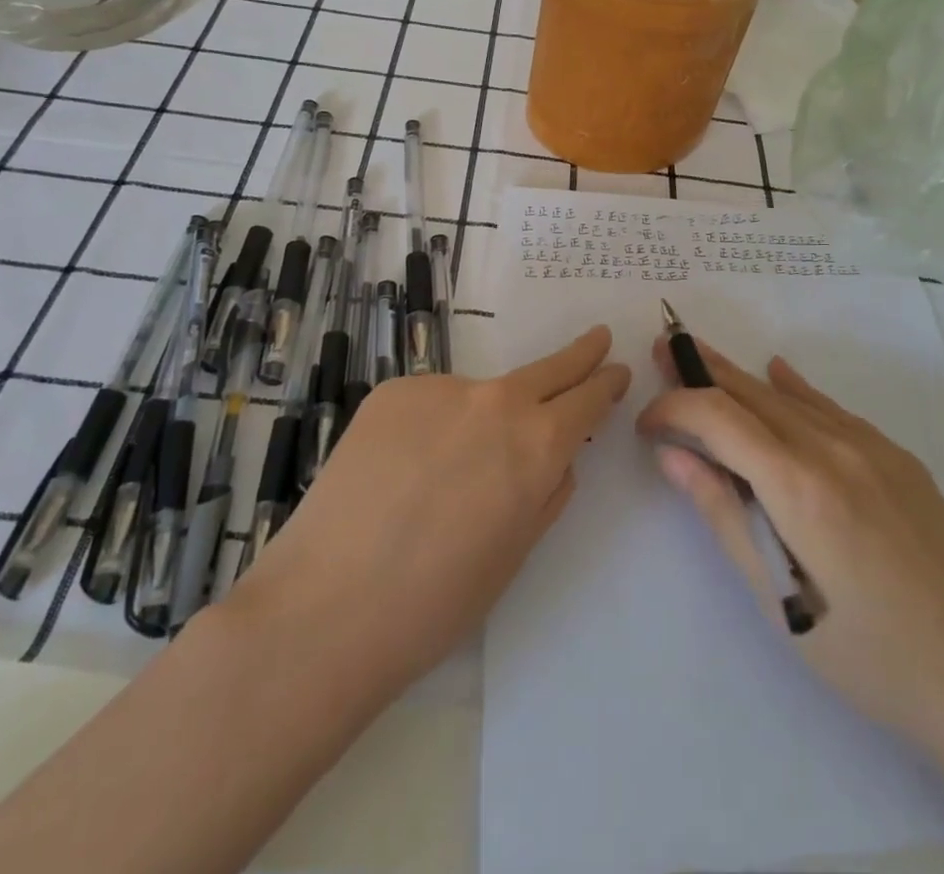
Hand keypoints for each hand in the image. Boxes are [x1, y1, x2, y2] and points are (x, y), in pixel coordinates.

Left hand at [230, 326, 629, 703]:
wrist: (328, 606)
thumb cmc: (436, 601)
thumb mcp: (514, 553)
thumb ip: (546, 493)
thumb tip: (555, 459)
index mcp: (538, 446)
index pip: (587, 399)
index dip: (605, 384)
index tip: (615, 371)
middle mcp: (497, 402)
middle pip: (549, 367)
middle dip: (579, 354)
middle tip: (597, 337)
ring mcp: (442, 389)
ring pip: (479, 395)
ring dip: (479, 419)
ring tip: (440, 477)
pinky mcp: (394, 390)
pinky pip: (430, 402)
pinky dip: (429, 426)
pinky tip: (400, 471)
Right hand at [636, 337, 943, 764]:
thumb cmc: (867, 658)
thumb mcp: (778, 599)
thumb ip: (723, 514)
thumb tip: (672, 454)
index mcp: (799, 486)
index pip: (718, 418)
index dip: (674, 408)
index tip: (645, 423)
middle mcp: (834, 449)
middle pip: (752, 394)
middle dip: (701, 373)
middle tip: (662, 350)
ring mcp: (873, 448)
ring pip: (790, 397)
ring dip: (741, 377)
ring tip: (702, 354)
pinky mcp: (899, 459)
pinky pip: (833, 410)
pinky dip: (796, 390)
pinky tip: (778, 371)